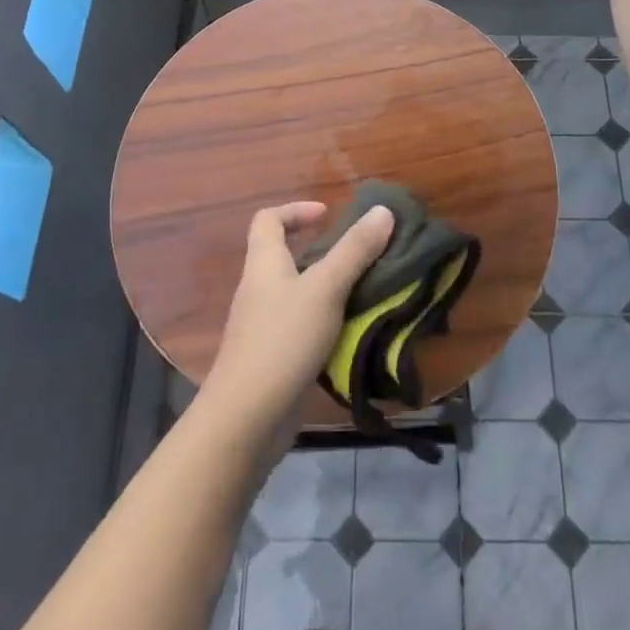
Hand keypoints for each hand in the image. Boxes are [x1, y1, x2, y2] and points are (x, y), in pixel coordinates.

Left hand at [203, 201, 395, 437]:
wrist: (247, 418)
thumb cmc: (283, 340)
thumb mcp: (325, 288)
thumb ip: (354, 250)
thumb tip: (382, 210)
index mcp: (264, 263)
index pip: (268, 220)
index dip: (296, 210)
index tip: (328, 215)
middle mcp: (259, 289)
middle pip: (284, 255)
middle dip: (322, 250)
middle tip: (360, 255)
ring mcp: (264, 326)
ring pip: (297, 293)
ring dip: (329, 288)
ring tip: (366, 291)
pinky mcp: (274, 357)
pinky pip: (302, 326)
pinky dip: (326, 322)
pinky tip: (353, 332)